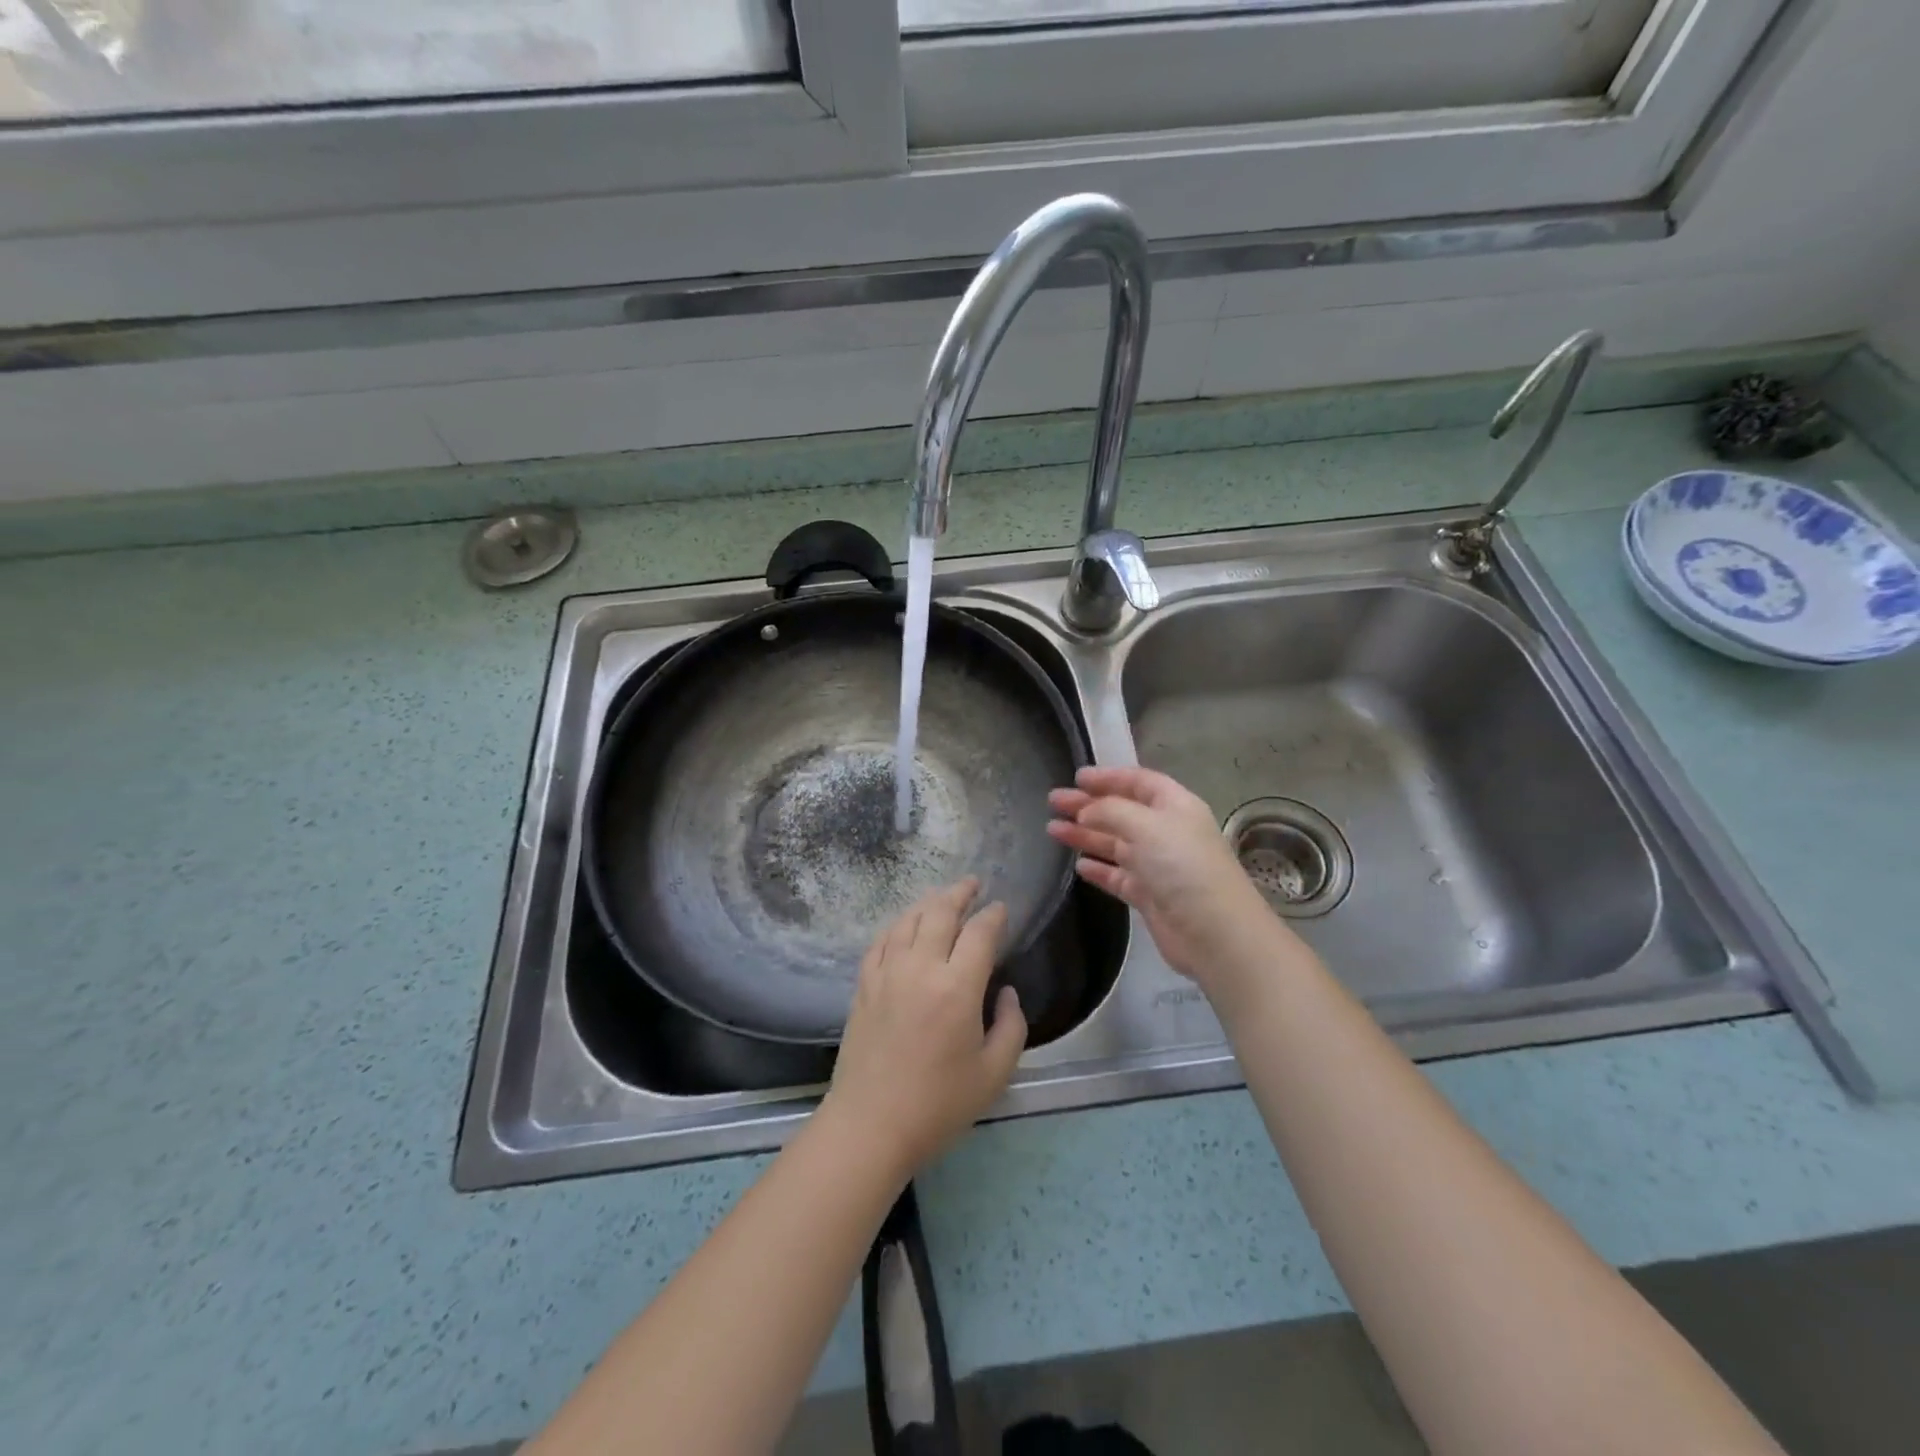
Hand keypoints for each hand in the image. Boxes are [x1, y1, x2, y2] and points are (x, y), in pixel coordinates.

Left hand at [820, 879, 1027, 1179]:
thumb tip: (1008, 992)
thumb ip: (1012, 1026)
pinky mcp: (864, 985)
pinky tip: (905, 924)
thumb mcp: (994, 1073)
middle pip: (940, 913)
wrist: (870, 1125)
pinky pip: (881, 940)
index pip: (980, 933)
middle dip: (960, 893)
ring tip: (943, 897)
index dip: (994, 915)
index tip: (1002, 908)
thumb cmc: (939, 1104)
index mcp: (957, 987)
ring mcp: (886, 973)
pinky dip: (898, 924)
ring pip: (908, 920)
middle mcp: (920, 968)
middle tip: (973, 884)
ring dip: (929, 902)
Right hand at [1048, 765, 1297, 990]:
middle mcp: (1166, 832)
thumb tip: (1086, 811)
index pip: (1139, 782)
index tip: (1076, 777)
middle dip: (1088, 805)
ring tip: (1052, 829)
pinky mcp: (1149, 895)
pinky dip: (1099, 869)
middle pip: (1122, 812)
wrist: (1214, 932)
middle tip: (1053, 801)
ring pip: (1115, 844)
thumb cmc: (1183, 866)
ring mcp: (1157, 865)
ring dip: (1086, 835)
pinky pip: (1118, 876)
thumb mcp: (1146, 825)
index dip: (1108, 777)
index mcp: (1174, 806)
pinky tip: (1079, 865)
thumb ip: (1111, 810)